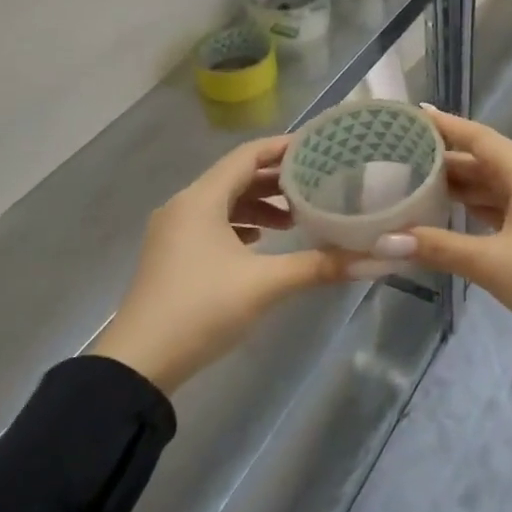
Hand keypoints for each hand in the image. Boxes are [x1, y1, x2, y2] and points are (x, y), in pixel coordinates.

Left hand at [93, 137, 348, 392]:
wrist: (139, 364)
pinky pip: (211, 224)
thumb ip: (318, 266)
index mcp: (201, 200)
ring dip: (259, 205)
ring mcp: (173, 232)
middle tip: (317, 184)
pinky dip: (240, 225)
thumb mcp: (265, 284)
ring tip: (296, 218)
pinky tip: (261, 242)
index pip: (247, 156)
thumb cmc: (202, 309)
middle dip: (276, 180)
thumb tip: (372, 259)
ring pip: (223, 203)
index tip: (318, 147)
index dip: (282, 148)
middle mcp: (183, 206)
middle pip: (235, 177)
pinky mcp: (172, 256)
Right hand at [374, 108, 511, 408]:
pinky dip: (478, 210)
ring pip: (495, 187)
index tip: (413, 115)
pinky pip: (505, 209)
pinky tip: (454, 217)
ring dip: (461, 187)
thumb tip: (385, 241)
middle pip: (486, 161)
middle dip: (446, 160)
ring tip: (418, 185)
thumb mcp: (490, 262)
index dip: (446, 125)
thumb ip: (438, 248)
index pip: (479, 138)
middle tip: (402, 158)